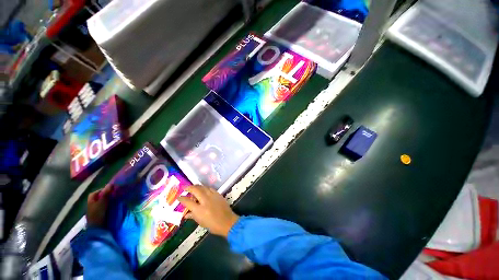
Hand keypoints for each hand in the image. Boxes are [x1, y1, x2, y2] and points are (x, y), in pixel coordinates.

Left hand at [86, 184, 113, 227]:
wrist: (97, 227)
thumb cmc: (98, 213)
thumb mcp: (102, 202)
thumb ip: (106, 193)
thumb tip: (111, 183)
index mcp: (91, 198)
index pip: (99, 190)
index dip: (106, 189)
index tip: (114, 190)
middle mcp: (93, 202)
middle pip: (102, 195)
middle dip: (109, 194)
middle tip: (117, 194)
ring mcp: (96, 208)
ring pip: (105, 201)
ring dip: (111, 200)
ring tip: (118, 199)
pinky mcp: (101, 212)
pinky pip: (106, 206)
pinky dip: (111, 205)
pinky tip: (115, 205)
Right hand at [178, 185, 238, 237]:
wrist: (227, 221)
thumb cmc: (213, 225)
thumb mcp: (201, 222)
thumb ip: (193, 216)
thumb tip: (186, 214)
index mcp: (199, 210)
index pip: (188, 202)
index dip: (182, 199)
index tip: (179, 197)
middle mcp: (205, 201)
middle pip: (196, 190)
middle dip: (189, 187)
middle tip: (185, 187)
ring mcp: (212, 196)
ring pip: (203, 187)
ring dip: (197, 186)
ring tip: (193, 187)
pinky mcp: (218, 194)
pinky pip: (210, 188)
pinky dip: (205, 188)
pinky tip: (203, 189)